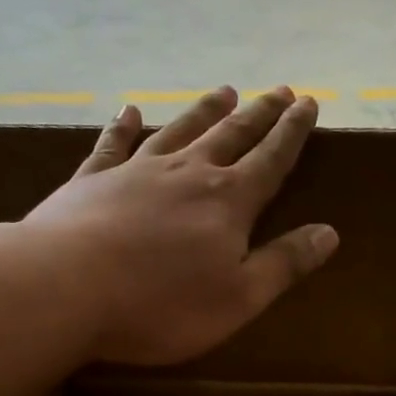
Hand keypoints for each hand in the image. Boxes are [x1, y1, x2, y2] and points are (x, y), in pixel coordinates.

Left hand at [24, 86, 338, 366]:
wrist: (66, 288)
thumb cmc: (161, 305)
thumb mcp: (238, 298)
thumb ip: (284, 264)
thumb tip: (330, 233)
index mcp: (228, 203)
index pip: (271, 159)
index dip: (293, 133)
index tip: (308, 102)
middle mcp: (187, 173)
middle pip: (231, 135)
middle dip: (258, 113)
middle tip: (278, 90)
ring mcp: (136, 171)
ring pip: (179, 129)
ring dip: (203, 111)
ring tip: (223, 91)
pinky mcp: (92, 180)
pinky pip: (113, 144)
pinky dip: (123, 126)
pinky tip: (128, 111)